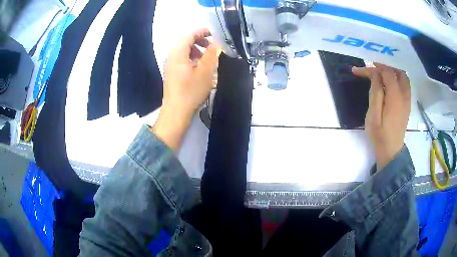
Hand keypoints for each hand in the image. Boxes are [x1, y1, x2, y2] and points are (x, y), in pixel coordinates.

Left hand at [152, 28, 218, 150]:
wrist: (176, 112)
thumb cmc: (191, 91)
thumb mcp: (205, 71)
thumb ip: (211, 54)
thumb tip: (216, 43)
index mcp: (178, 53)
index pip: (189, 35)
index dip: (202, 32)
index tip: (214, 34)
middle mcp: (171, 56)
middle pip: (185, 42)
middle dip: (200, 41)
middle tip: (212, 46)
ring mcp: (170, 65)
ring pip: (183, 51)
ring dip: (196, 50)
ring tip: (207, 57)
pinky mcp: (171, 73)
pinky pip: (181, 59)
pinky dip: (191, 58)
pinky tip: (199, 67)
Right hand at [352, 63, 410, 169]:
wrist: (391, 151)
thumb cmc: (380, 135)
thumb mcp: (373, 115)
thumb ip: (376, 93)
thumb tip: (376, 75)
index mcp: (395, 97)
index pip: (386, 73)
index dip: (372, 69)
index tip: (358, 71)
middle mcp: (404, 95)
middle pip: (397, 72)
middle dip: (384, 66)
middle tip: (372, 68)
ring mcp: (407, 100)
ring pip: (403, 77)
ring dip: (392, 71)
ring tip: (381, 73)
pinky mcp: (407, 105)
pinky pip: (405, 85)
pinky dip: (397, 78)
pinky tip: (389, 83)